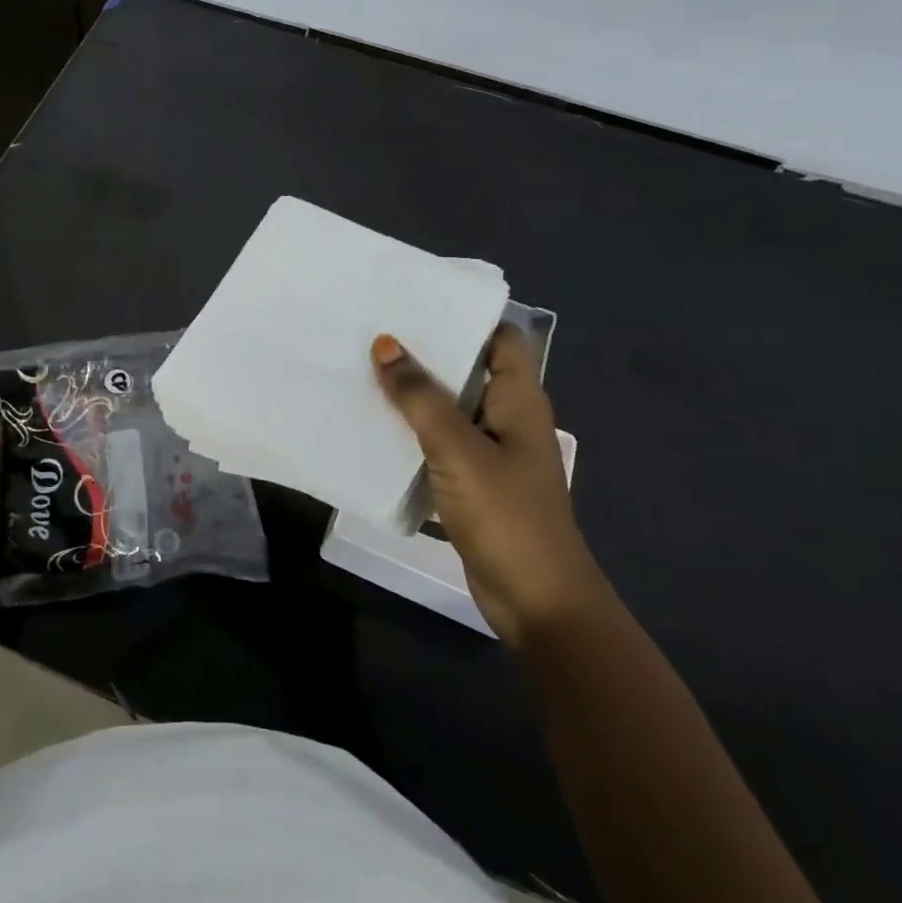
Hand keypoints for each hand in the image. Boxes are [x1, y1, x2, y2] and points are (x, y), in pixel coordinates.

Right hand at [371, 327, 604, 643]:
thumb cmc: (506, 515)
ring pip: (449, 409)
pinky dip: (412, 434)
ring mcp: (492, 454)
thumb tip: (387, 344)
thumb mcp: (457, 449)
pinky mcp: (474, 484)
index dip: (466, 316)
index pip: (501, 339)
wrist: (536, 601)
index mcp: (519, 401)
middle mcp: (508, 419)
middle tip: (375, 331)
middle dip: (427, 353)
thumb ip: (420, 397)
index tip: (417, 301)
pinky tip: (374, 426)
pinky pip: (439, 445)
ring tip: (365, 369)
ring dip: (415, 395)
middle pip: (469, 371)